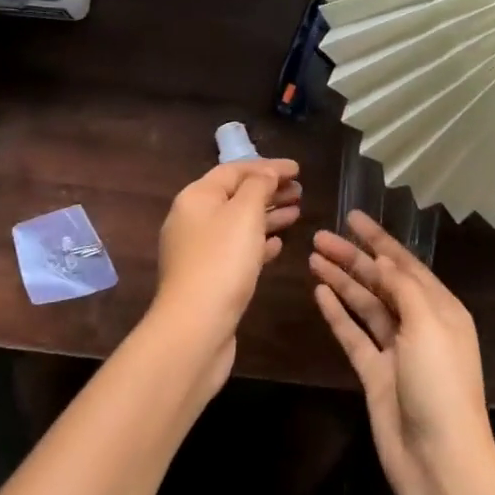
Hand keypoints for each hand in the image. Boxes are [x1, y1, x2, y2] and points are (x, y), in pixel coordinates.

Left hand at [151, 158, 301, 393]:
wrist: (194, 328)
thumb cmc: (221, 262)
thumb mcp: (244, 213)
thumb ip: (259, 186)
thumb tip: (266, 174)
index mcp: (196, 197)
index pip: (234, 170)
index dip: (268, 166)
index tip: (298, 169)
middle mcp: (193, 219)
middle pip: (236, 196)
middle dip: (269, 190)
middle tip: (300, 191)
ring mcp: (198, 251)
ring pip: (238, 223)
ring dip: (268, 215)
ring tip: (297, 212)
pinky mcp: (207, 278)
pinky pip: (236, 250)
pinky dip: (258, 242)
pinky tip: (278, 244)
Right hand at [311, 212, 494, 494]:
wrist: (439, 462)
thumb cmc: (440, 384)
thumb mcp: (428, 324)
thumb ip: (403, 287)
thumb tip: (382, 259)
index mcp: (440, 308)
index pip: (405, 263)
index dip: (378, 239)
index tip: (352, 217)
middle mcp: (418, 324)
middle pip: (381, 281)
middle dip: (352, 257)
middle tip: (319, 236)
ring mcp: (395, 350)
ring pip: (364, 305)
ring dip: (342, 280)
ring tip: (313, 257)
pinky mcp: (374, 374)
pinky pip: (353, 334)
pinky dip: (337, 313)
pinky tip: (319, 293)